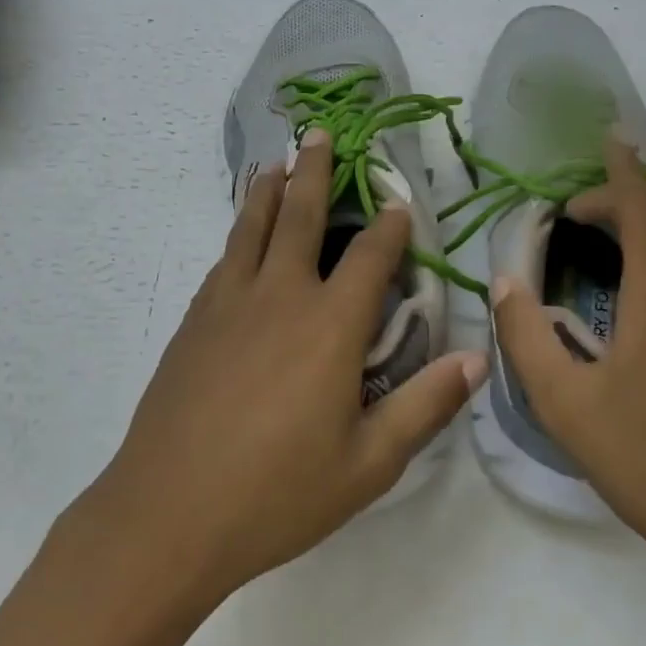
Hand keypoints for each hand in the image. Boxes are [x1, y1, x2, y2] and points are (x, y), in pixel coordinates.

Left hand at [81, 129, 484, 604]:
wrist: (168, 512)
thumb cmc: (278, 493)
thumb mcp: (368, 463)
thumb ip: (424, 405)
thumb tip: (477, 358)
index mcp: (330, 326)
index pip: (369, 257)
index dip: (389, 226)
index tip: (398, 202)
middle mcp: (280, 297)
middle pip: (299, 217)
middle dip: (313, 171)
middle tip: (318, 133)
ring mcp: (228, 304)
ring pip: (250, 229)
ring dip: (266, 191)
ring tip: (273, 163)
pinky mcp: (193, 322)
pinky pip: (224, 262)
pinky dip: (237, 236)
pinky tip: (239, 240)